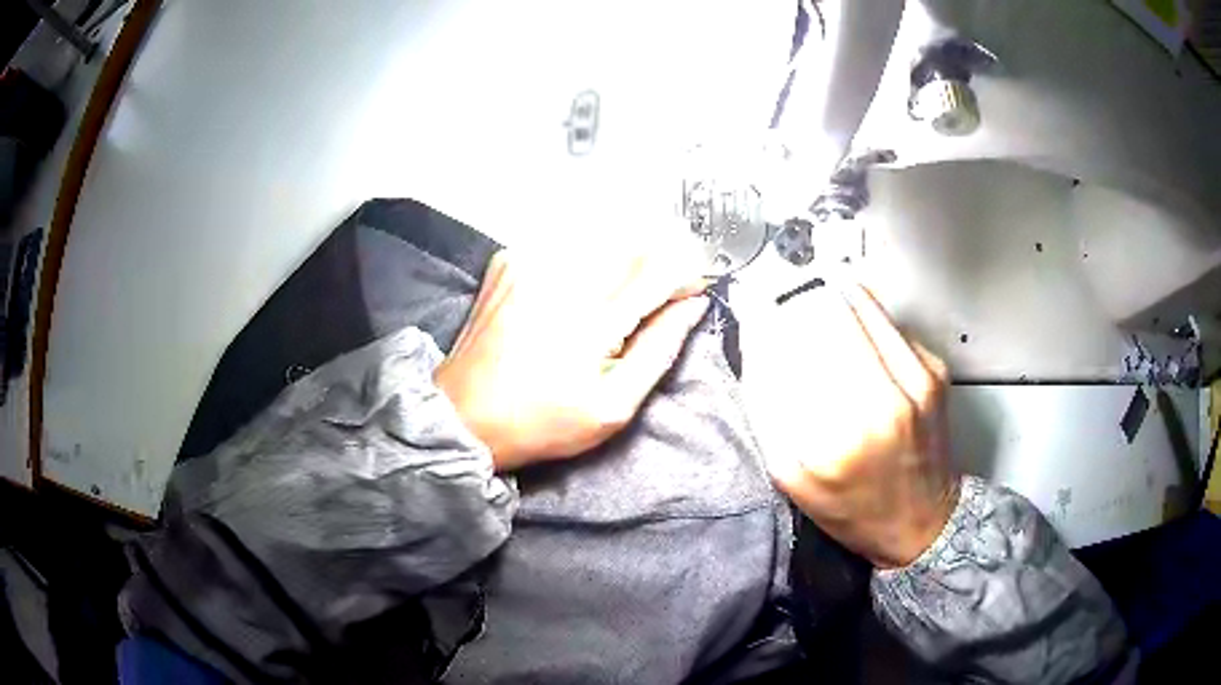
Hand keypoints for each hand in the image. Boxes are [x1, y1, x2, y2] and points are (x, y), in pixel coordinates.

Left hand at [435, 248, 708, 471]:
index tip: (692, 294)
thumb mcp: (612, 407)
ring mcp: (529, 261)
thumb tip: (693, 306)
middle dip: (657, 266)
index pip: (661, 266)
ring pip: (601, 238)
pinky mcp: (509, 260)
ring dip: (622, 263)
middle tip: (655, 304)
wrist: (463, 415)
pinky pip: (564, 245)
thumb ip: (660, 350)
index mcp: (591, 317)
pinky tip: (574, 298)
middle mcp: (560, 274)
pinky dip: (583, 263)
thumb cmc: (540, 422)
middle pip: (634, 243)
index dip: (687, 274)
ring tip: (615, 306)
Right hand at [738, 282, 958, 567]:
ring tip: (808, 299)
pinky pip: (887, 319)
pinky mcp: (935, 369)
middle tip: (778, 301)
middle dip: (793, 303)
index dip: (764, 324)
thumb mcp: (793, 480)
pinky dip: (860, 312)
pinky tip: (849, 323)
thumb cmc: (855, 509)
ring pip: (859, 305)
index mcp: (839, 442)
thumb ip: (768, 414)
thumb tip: (757, 343)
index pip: (789, 354)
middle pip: (825, 316)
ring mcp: (916, 380)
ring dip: (826, 297)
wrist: (924, 523)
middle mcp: (884, 404)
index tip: (752, 313)